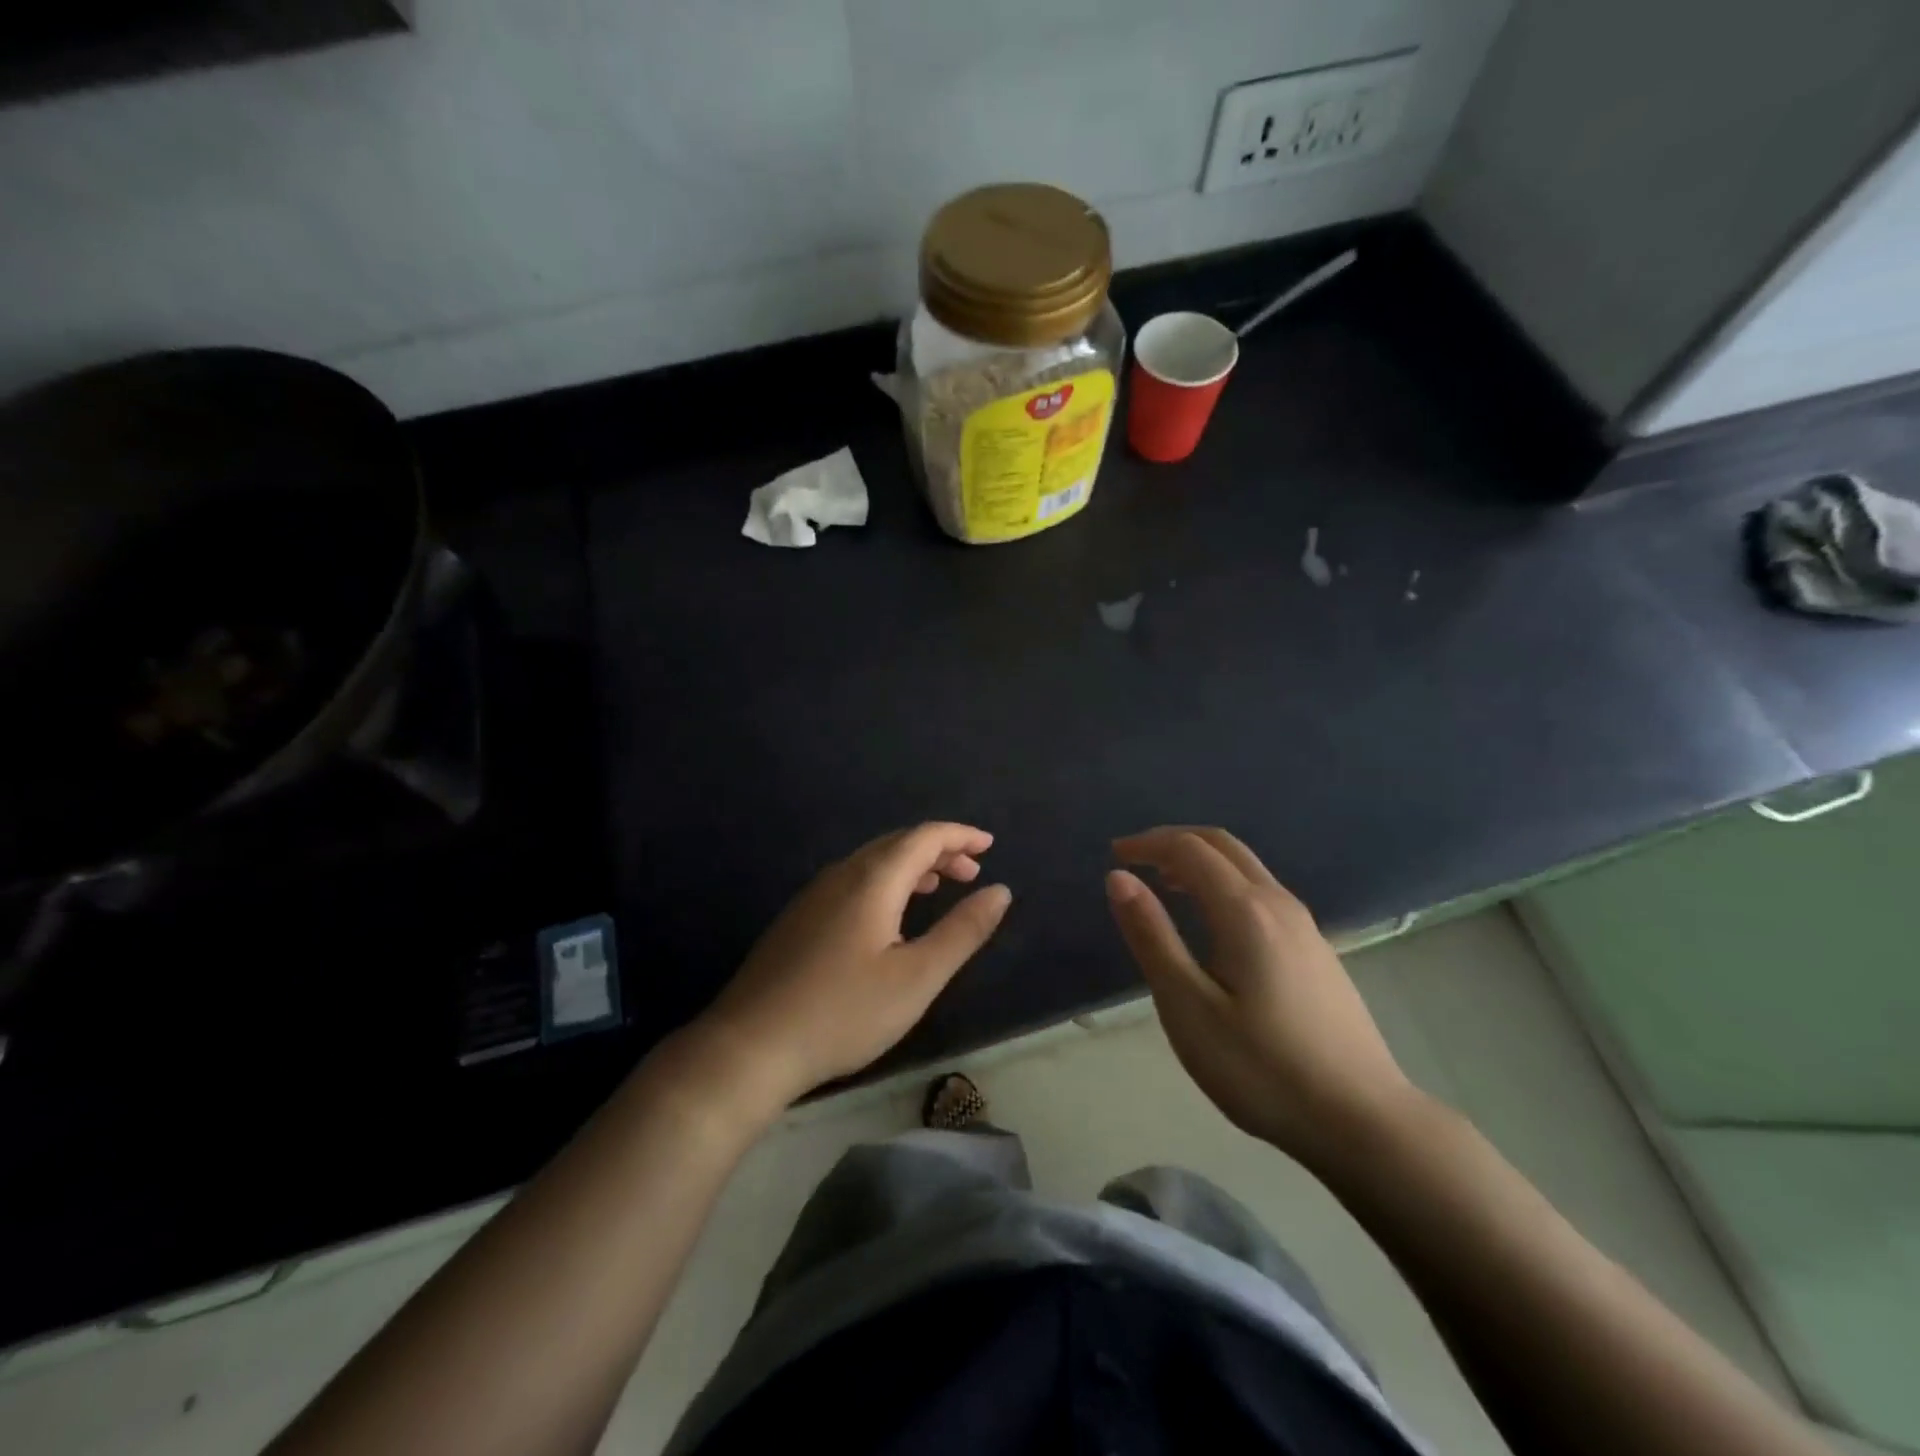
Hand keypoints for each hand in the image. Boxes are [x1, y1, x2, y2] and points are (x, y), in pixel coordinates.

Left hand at [695, 823, 1011, 1113]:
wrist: (750, 1045)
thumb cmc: (844, 1012)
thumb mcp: (917, 977)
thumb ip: (962, 931)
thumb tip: (999, 890)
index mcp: (872, 881)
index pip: (923, 837)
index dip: (959, 836)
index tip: (989, 845)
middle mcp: (841, 875)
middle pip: (897, 844)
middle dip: (938, 850)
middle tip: (971, 872)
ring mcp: (814, 895)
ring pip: (872, 862)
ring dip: (911, 866)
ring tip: (938, 888)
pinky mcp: (799, 918)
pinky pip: (853, 881)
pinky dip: (885, 882)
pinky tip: (889, 916)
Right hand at [1107, 827, 1419, 1169]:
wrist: (1363, 1121)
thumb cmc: (1262, 1068)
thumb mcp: (1189, 1007)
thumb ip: (1153, 937)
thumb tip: (1120, 878)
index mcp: (1245, 911)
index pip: (1189, 849)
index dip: (1148, 844)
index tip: (1114, 855)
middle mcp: (1278, 903)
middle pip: (1222, 844)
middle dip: (1174, 841)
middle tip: (1135, 858)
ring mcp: (1305, 926)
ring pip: (1247, 867)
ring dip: (1201, 861)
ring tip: (1165, 886)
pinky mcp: (1316, 950)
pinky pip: (1261, 892)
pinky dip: (1224, 883)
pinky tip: (1213, 923)